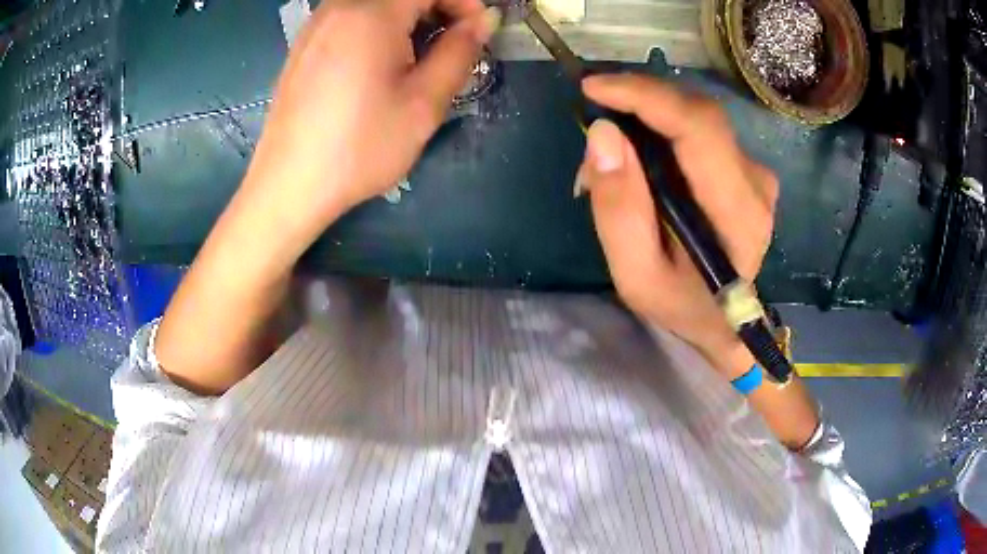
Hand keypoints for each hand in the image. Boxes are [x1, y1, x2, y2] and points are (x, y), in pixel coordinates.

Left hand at [237, 0, 500, 253]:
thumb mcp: (423, 103)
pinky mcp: (304, 45)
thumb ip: (459, 52)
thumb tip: (483, 20)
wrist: (289, 186)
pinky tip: (380, 64)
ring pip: (376, 4)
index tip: (477, 32)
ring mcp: (316, 24)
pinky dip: (378, 27)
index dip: (463, 2)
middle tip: (451, 46)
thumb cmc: (359, 147)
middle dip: (437, 9)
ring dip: (408, 19)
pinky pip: (351, 17)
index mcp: (372, 13)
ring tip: (418, 58)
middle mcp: (339, 7)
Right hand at [577, 74, 778, 371]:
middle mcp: (756, 182)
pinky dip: (661, 129)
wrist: (725, 322)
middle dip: (638, 102)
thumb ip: (619, 211)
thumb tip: (602, 134)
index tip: (593, 88)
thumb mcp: (637, 276)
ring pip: (695, 116)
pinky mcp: (745, 168)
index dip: (646, 96)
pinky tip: (640, 157)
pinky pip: (699, 129)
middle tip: (592, 122)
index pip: (699, 128)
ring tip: (611, 153)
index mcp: (738, 213)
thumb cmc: (683, 306)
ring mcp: (755, 172)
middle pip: (697, 112)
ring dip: (646, 118)